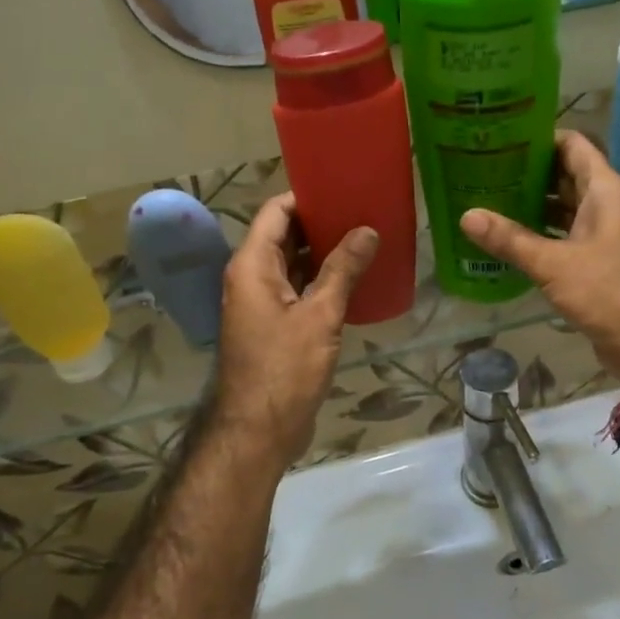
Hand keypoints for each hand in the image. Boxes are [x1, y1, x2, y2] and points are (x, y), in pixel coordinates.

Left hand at [209, 194, 378, 471]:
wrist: (258, 431)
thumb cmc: (284, 369)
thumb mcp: (319, 315)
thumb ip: (342, 270)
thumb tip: (367, 230)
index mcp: (252, 265)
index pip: (276, 212)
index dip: (307, 196)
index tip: (344, 188)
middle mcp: (251, 277)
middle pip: (284, 235)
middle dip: (321, 223)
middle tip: (364, 211)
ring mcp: (262, 303)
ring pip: (293, 264)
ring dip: (324, 252)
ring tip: (366, 238)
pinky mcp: (274, 326)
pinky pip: (298, 289)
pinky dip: (322, 280)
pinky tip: (355, 279)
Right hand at [460, 131, 619, 386]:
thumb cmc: (609, 292)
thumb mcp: (554, 264)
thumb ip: (510, 240)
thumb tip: (467, 216)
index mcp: (606, 191)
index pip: (573, 145)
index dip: (539, 137)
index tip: (501, 138)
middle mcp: (606, 205)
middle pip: (564, 174)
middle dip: (528, 172)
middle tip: (484, 169)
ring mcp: (602, 233)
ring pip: (563, 207)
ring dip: (531, 204)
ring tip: (488, 199)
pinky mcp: (596, 260)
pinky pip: (563, 235)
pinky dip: (539, 233)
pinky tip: (506, 238)